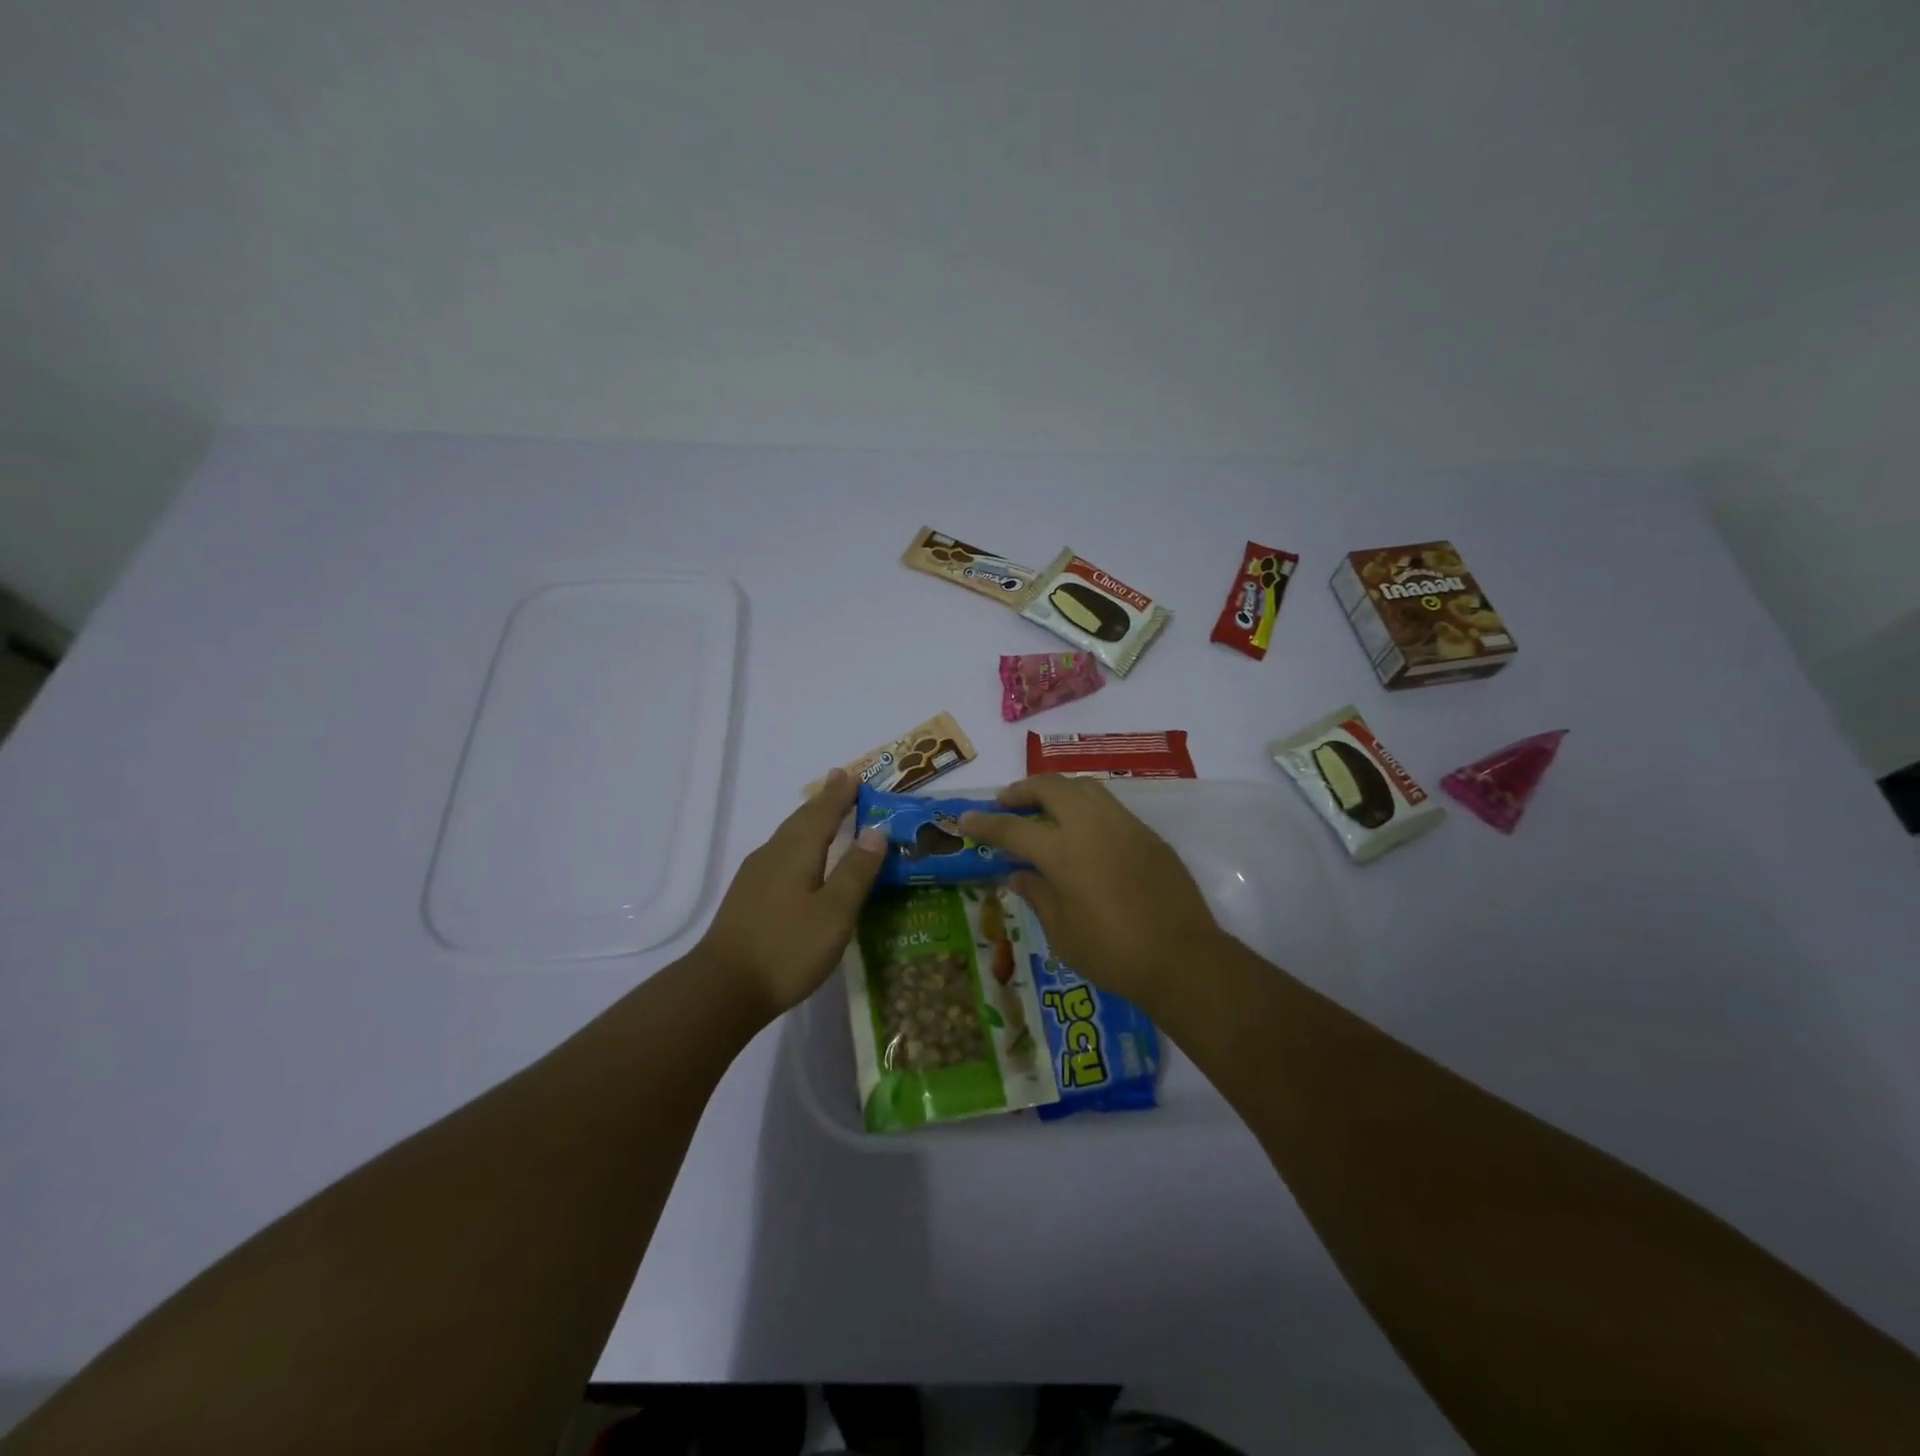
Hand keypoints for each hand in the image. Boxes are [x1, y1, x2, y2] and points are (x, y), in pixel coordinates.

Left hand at [696, 768, 886, 1020]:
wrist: (722, 989)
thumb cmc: (787, 948)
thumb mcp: (834, 912)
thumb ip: (856, 871)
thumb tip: (876, 831)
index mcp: (796, 852)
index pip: (823, 813)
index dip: (841, 795)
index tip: (854, 774)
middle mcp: (772, 855)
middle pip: (801, 819)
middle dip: (824, 801)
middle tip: (841, 782)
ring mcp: (754, 876)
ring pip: (787, 836)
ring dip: (809, 821)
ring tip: (825, 814)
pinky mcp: (747, 898)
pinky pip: (779, 855)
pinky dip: (797, 844)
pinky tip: (800, 860)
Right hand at [959, 776, 1223, 1012]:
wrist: (1182, 958)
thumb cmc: (1112, 953)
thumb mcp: (1061, 931)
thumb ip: (1036, 894)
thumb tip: (1018, 873)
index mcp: (1062, 851)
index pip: (1013, 828)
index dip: (985, 823)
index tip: (966, 818)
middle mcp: (1091, 826)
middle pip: (1050, 787)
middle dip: (1022, 789)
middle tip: (1006, 803)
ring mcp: (1124, 825)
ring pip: (1084, 788)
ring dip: (1057, 791)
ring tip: (1044, 810)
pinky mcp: (1148, 834)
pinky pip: (1109, 806)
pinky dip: (1086, 808)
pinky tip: (1083, 832)